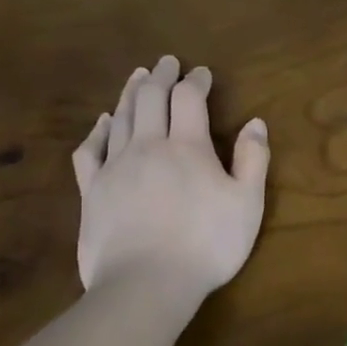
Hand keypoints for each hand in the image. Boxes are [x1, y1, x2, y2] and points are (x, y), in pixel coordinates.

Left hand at [71, 57, 269, 297]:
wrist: (146, 283)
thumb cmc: (207, 244)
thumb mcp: (247, 204)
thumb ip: (253, 160)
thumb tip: (256, 123)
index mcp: (187, 147)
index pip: (189, 99)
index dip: (195, 81)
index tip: (202, 73)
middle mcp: (147, 146)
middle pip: (150, 98)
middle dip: (161, 76)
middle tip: (167, 62)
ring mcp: (114, 167)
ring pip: (120, 117)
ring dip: (131, 92)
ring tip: (138, 77)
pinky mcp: (91, 190)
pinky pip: (90, 150)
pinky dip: (97, 130)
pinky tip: (103, 122)